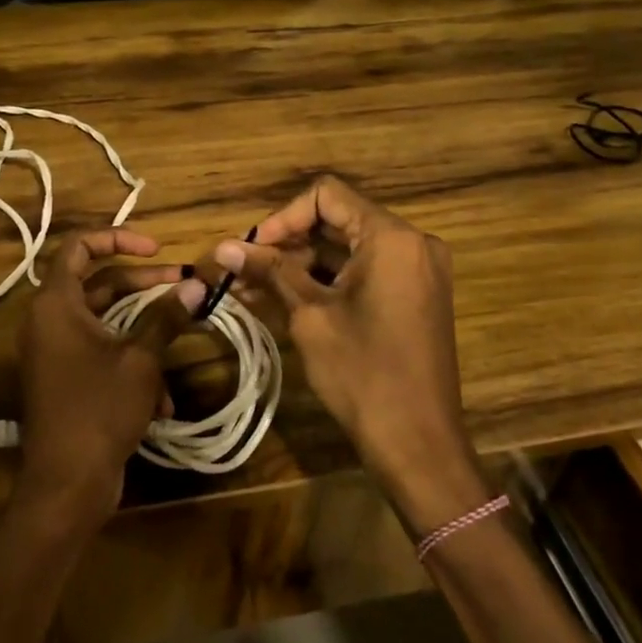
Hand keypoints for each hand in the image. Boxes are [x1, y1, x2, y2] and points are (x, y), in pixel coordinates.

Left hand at [15, 229, 202, 533]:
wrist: (66, 484)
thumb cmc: (99, 409)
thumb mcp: (140, 359)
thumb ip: (166, 317)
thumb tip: (195, 285)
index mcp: (56, 304)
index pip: (79, 246)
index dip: (118, 238)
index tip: (157, 249)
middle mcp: (49, 321)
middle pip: (99, 285)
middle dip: (144, 285)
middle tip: (184, 285)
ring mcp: (55, 352)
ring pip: (105, 322)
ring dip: (144, 329)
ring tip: (180, 335)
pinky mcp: (65, 380)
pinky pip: (100, 355)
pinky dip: (130, 365)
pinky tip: (162, 399)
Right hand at [213, 178, 488, 533]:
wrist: (419, 445)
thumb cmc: (362, 374)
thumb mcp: (309, 316)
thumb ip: (270, 271)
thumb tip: (223, 247)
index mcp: (392, 237)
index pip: (327, 196)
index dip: (283, 217)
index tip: (253, 247)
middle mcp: (412, 243)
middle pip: (337, 221)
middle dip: (287, 243)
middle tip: (245, 269)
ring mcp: (417, 270)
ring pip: (347, 250)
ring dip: (301, 265)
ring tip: (252, 287)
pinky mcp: (414, 296)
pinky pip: (364, 273)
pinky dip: (327, 282)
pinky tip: (282, 298)